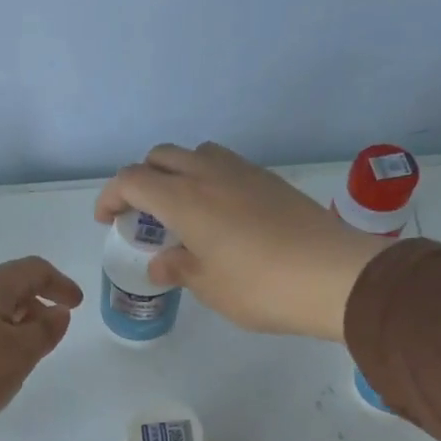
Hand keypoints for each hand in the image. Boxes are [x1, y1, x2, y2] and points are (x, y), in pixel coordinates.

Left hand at [0, 257, 82, 430]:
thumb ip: (45, 331)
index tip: (75, 304)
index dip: (59, 284)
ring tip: (14, 351)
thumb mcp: (20, 354)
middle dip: (31, 305)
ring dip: (5, 321)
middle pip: (5, 286)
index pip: (34, 270)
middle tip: (46, 332)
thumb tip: (58, 312)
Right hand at [93, 142, 393, 340]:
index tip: (107, 220)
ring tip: (182, 209)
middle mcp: (210, 173)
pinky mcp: (271, 181)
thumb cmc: (259, 287)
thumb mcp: (209, 286)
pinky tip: (220, 214)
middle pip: (162, 156)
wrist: (332, 276)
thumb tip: (161, 262)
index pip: (133, 180)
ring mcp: (245, 172)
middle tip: (142, 213)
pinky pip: (227, 166)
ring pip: (198, 153)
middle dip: (142, 178)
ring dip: (178, 172)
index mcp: (184, 198)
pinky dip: (209, 179)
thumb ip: (178, 268)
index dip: (111, 196)